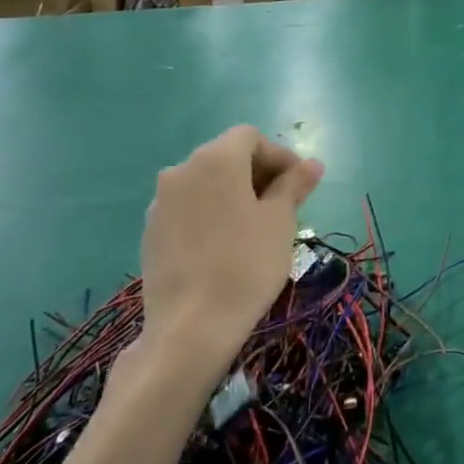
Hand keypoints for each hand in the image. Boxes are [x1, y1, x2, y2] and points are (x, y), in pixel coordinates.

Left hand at [132, 127, 324, 379]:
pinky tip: (225, 246)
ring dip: (234, 194)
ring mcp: (161, 202)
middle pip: (226, 156)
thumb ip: (295, 184)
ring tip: (256, 227)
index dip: (279, 155)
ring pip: (206, 184)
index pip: (250, 137)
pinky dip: (211, 214)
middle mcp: (182, 170)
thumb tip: (312, 164)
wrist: (190, 326)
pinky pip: (188, 208)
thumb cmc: (246, 264)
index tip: (300, 186)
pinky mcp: (151, 231)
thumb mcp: (280, 221)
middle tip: (284, 206)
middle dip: (258, 173)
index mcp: (215, 159)